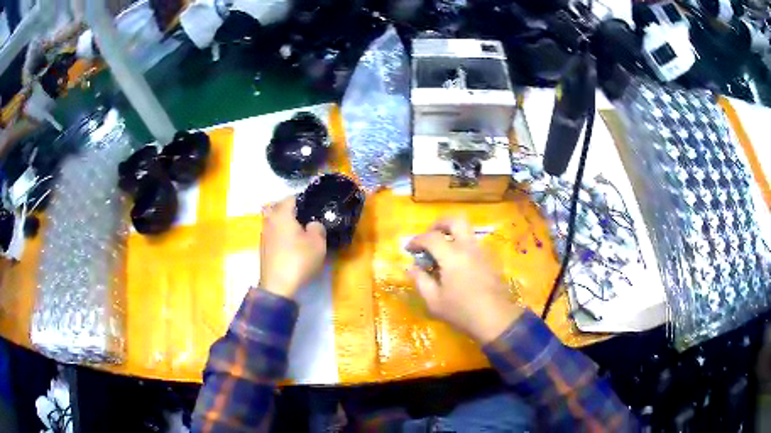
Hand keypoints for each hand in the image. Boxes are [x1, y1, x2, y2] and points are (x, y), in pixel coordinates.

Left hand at [260, 196, 326, 297]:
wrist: (278, 286)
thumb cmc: (298, 260)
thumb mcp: (317, 243)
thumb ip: (317, 227)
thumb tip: (312, 224)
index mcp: (282, 214)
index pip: (292, 197)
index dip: (304, 199)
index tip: (315, 207)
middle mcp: (270, 221)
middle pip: (278, 207)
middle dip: (291, 210)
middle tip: (306, 218)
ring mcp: (264, 235)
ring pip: (274, 221)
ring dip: (285, 223)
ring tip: (300, 232)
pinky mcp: (263, 249)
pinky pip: (273, 234)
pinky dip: (281, 235)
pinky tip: (291, 245)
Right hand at [407, 218, 523, 343]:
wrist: (495, 319)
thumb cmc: (461, 311)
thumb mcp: (434, 301)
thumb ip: (420, 280)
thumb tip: (411, 267)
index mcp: (452, 256)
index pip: (431, 237)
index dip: (416, 240)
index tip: (409, 249)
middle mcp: (468, 248)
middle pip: (455, 220)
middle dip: (439, 224)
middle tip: (429, 237)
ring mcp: (482, 252)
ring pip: (467, 231)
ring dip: (451, 235)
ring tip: (441, 254)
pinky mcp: (489, 260)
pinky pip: (473, 244)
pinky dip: (461, 246)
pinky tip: (456, 266)